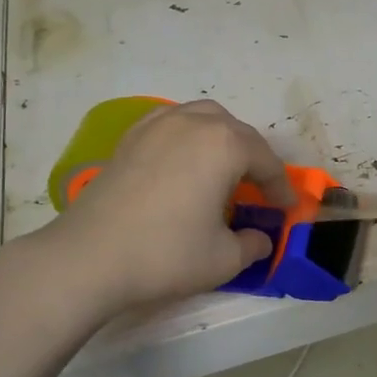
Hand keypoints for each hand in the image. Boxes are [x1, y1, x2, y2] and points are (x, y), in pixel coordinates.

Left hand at [41, 99, 293, 312]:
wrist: (89, 257)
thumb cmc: (166, 254)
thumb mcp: (224, 259)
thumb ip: (252, 245)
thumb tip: (260, 239)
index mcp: (225, 145)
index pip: (266, 162)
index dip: (281, 188)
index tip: (287, 208)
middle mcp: (194, 123)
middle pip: (238, 133)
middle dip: (255, 159)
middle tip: (259, 189)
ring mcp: (158, 125)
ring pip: (204, 118)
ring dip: (222, 139)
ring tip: (224, 168)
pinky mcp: (130, 137)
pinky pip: (172, 123)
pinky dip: (188, 136)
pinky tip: (184, 161)